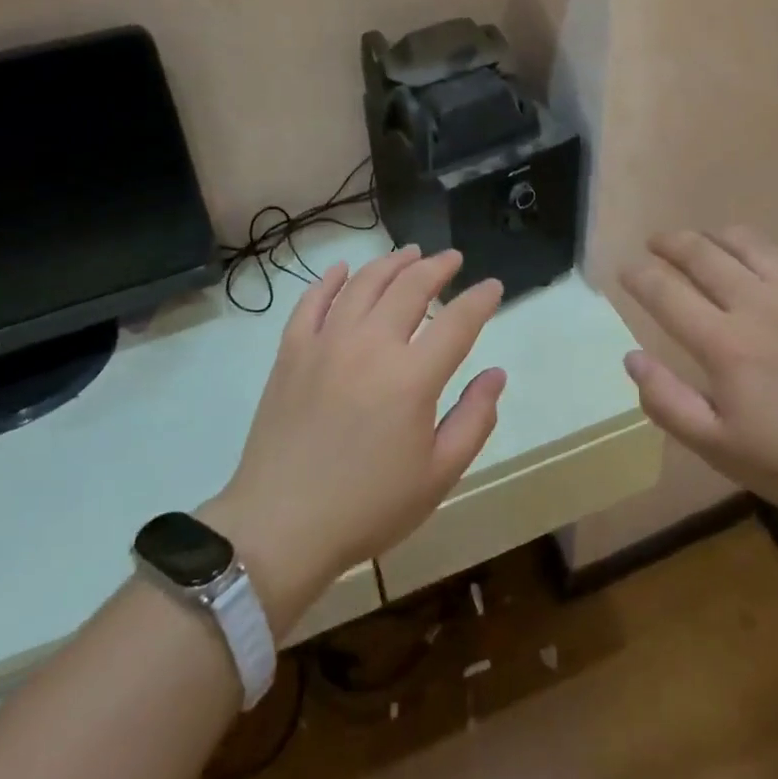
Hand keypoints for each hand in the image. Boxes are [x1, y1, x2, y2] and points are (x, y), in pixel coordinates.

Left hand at [203, 247, 505, 637]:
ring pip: (363, 283)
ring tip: (410, 253)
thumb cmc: (369, 506)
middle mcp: (370, 345)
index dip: (480, 300)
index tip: (492, 287)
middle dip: (437, 267)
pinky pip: (311, 301)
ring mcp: (326, 343)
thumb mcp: (438, 475)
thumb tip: (496, 374)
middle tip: (452, 259)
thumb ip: (474, 419)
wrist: (281, 525)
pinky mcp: (291, 351)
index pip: (457, 321)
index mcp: (412, 377)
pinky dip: (329, 279)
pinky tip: (342, 269)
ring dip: (391, 263)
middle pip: (410, 287)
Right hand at [619, 227, 777, 536]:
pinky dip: (766, 248)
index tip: (625, 270)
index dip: (638, 275)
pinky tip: (763, 259)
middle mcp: (758, 305)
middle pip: (701, 253)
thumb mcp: (722, 450)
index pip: (665, 292)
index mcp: (724, 344)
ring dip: (714, 236)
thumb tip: (631, 358)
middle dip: (670, 242)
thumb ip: (669, 403)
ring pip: (746, 242)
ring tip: (702, 241)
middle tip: (655, 243)